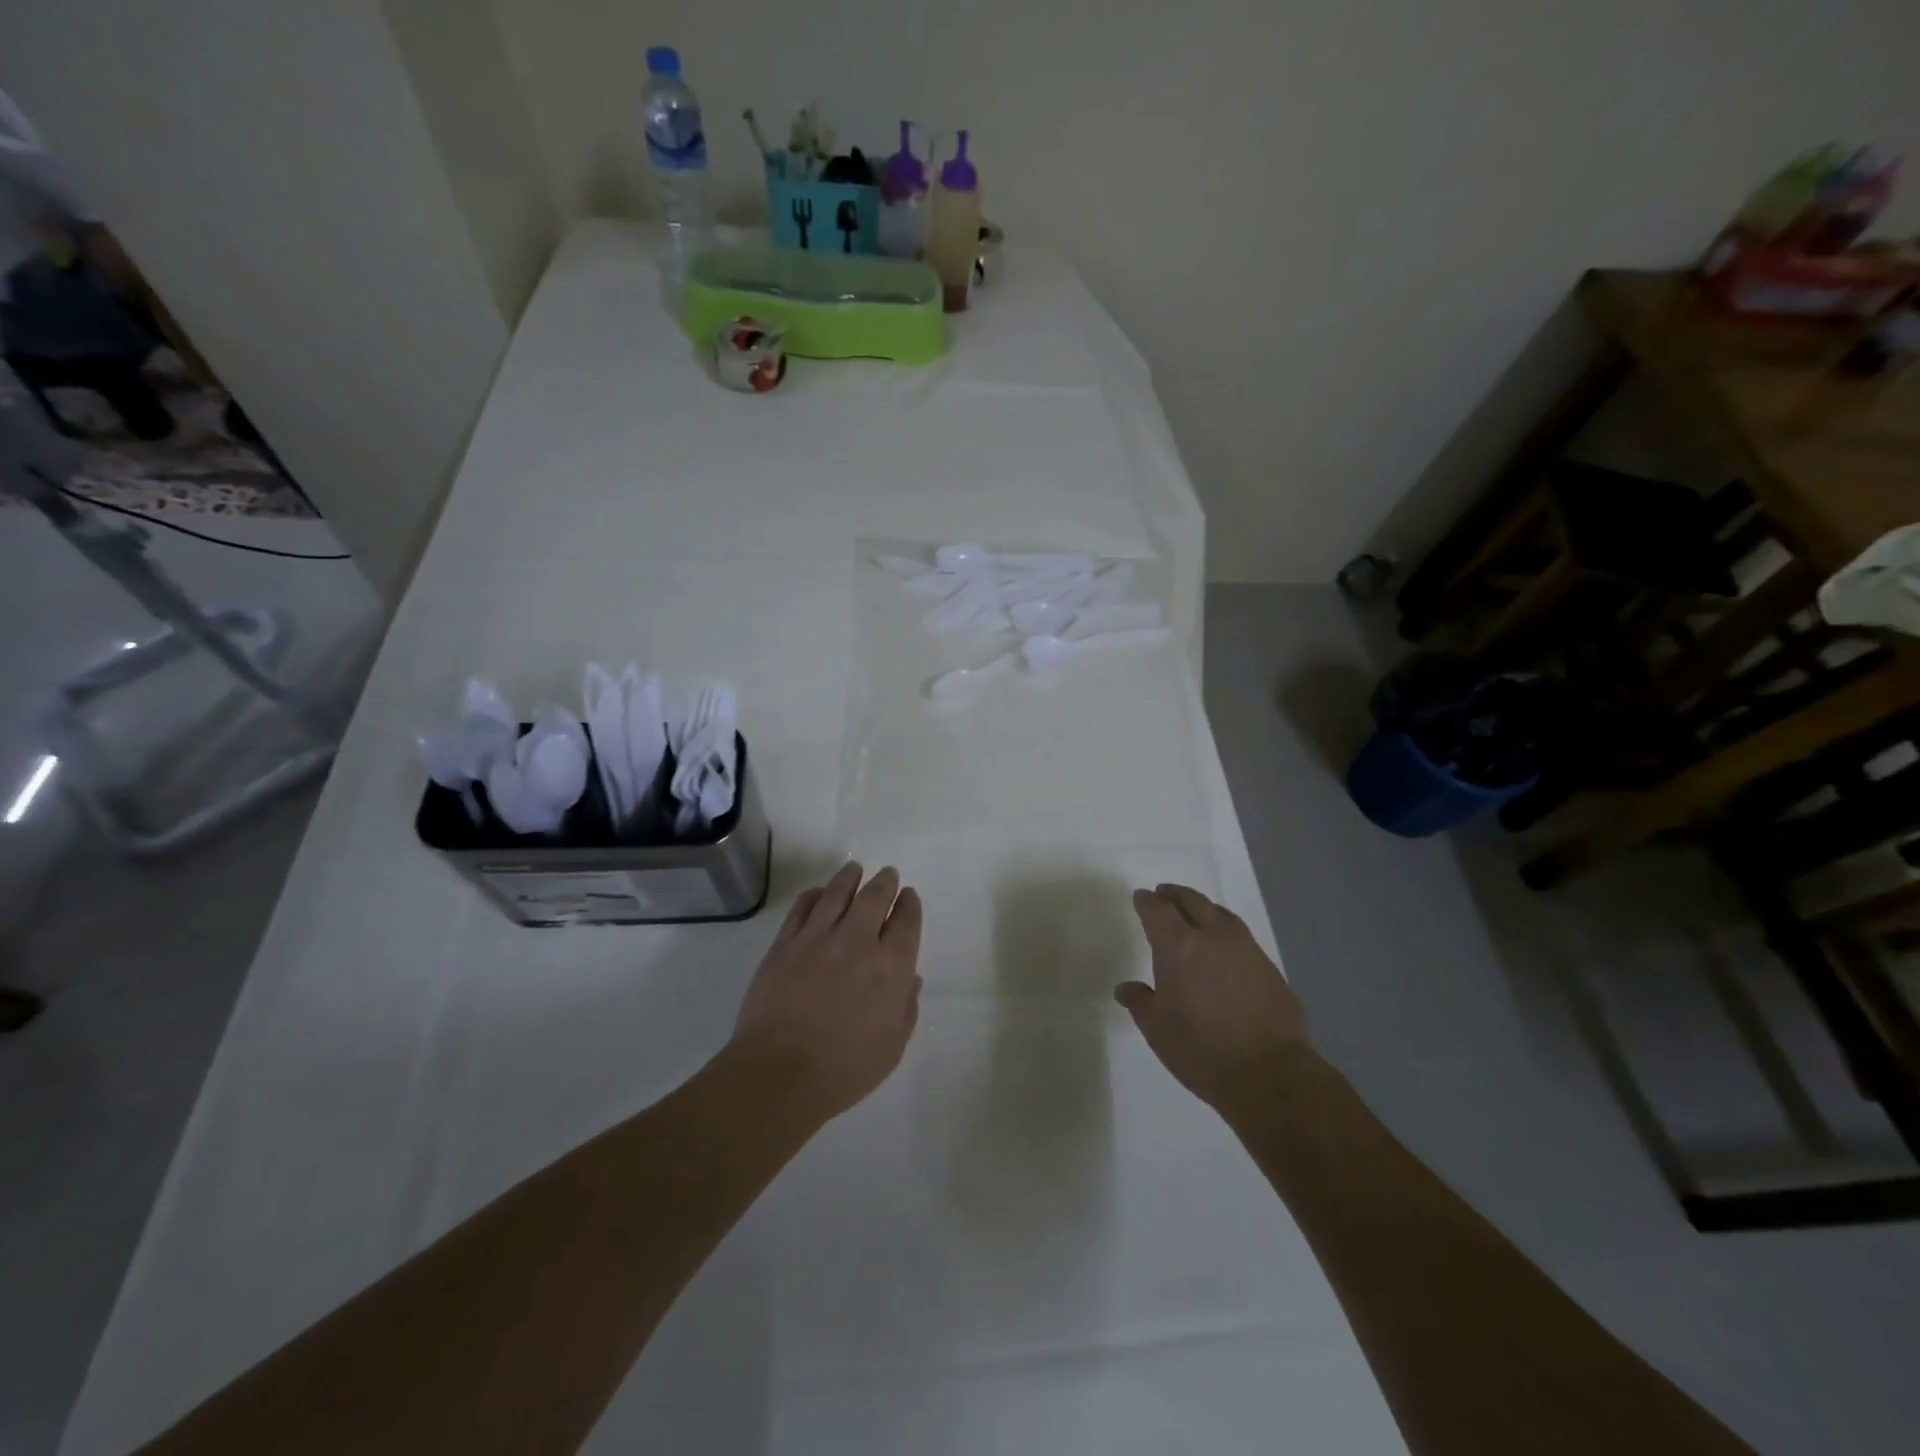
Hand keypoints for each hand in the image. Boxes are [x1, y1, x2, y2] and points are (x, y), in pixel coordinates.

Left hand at [726, 862, 922, 1125]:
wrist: (780, 1073)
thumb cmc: (845, 1069)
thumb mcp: (892, 1046)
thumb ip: (905, 1008)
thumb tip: (910, 979)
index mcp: (891, 966)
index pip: (907, 921)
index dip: (909, 904)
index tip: (908, 897)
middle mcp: (858, 941)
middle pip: (875, 896)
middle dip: (885, 882)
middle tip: (887, 875)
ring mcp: (818, 938)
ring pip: (837, 892)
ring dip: (850, 877)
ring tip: (854, 869)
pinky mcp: (785, 943)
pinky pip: (802, 907)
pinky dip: (814, 895)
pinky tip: (818, 893)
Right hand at [1116, 884, 1310, 1111]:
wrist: (1270, 1073)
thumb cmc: (1201, 1049)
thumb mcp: (1157, 1029)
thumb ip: (1140, 1002)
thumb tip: (1125, 988)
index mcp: (1178, 946)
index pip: (1157, 910)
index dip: (1146, 902)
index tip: (1140, 898)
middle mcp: (1212, 937)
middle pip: (1191, 901)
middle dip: (1174, 895)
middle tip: (1164, 894)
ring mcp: (1245, 949)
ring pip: (1220, 913)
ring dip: (1202, 908)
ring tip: (1194, 913)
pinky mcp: (1269, 966)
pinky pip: (1241, 935)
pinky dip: (1225, 930)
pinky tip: (1223, 946)